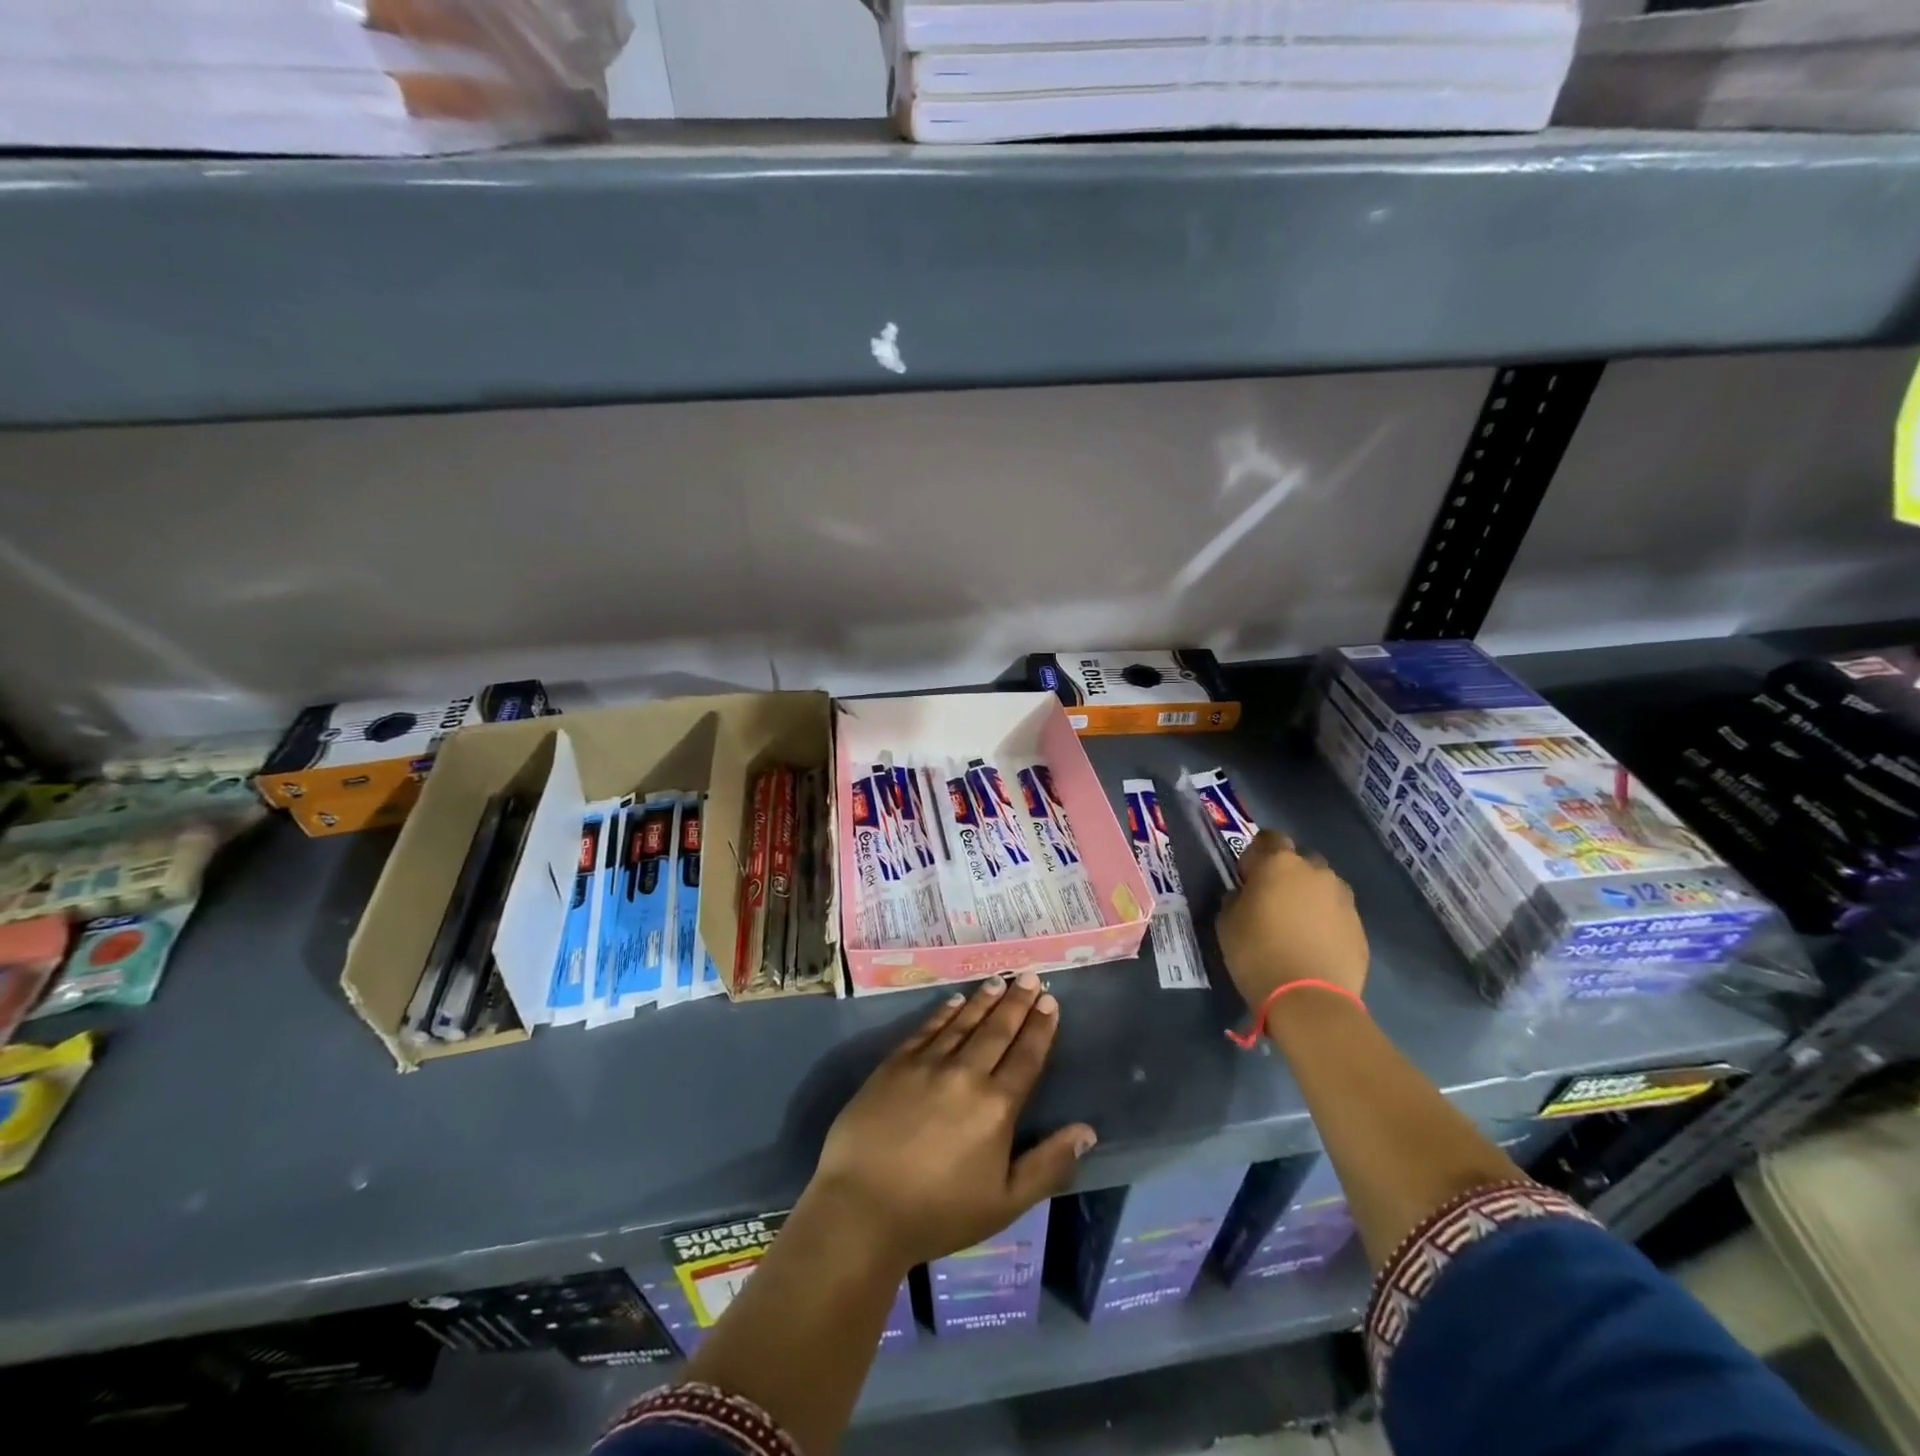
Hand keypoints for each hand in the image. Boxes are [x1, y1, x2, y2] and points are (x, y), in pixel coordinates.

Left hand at [809, 973, 1096, 1271]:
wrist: (862, 1209)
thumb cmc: (938, 1213)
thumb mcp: (1005, 1203)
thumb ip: (1048, 1164)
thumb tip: (1087, 1131)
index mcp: (996, 1107)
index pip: (1026, 1057)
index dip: (1040, 1028)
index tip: (1050, 1002)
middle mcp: (965, 1074)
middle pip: (997, 1031)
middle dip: (1017, 1002)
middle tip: (1030, 976)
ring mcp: (927, 1065)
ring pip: (963, 1023)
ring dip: (984, 1000)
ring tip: (999, 981)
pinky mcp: (895, 1065)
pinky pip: (926, 1030)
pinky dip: (944, 1013)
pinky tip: (955, 1001)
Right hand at [1216, 831, 1368, 1007]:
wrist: (1309, 999)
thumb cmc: (1257, 952)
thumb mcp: (1226, 922)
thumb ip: (1236, 898)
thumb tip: (1245, 896)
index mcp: (1279, 863)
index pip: (1268, 838)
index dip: (1255, 855)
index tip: (1247, 878)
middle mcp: (1316, 872)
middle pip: (1300, 860)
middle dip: (1287, 874)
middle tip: (1272, 901)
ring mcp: (1343, 899)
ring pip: (1323, 886)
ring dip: (1309, 896)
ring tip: (1296, 925)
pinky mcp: (1360, 927)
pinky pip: (1337, 913)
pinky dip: (1325, 922)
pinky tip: (1313, 945)